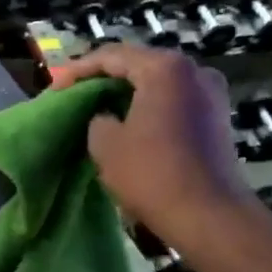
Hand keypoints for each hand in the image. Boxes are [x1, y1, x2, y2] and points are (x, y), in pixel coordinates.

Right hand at [47, 43, 250, 243]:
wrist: (208, 215)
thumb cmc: (151, 174)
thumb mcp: (105, 144)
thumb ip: (97, 118)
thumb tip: (106, 116)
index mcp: (165, 68)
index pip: (112, 56)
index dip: (78, 70)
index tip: (55, 88)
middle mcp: (194, 70)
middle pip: (139, 64)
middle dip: (104, 78)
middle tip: (75, 93)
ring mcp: (212, 93)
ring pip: (158, 83)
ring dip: (128, 92)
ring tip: (99, 107)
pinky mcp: (217, 117)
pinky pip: (174, 100)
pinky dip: (149, 106)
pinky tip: (130, 121)